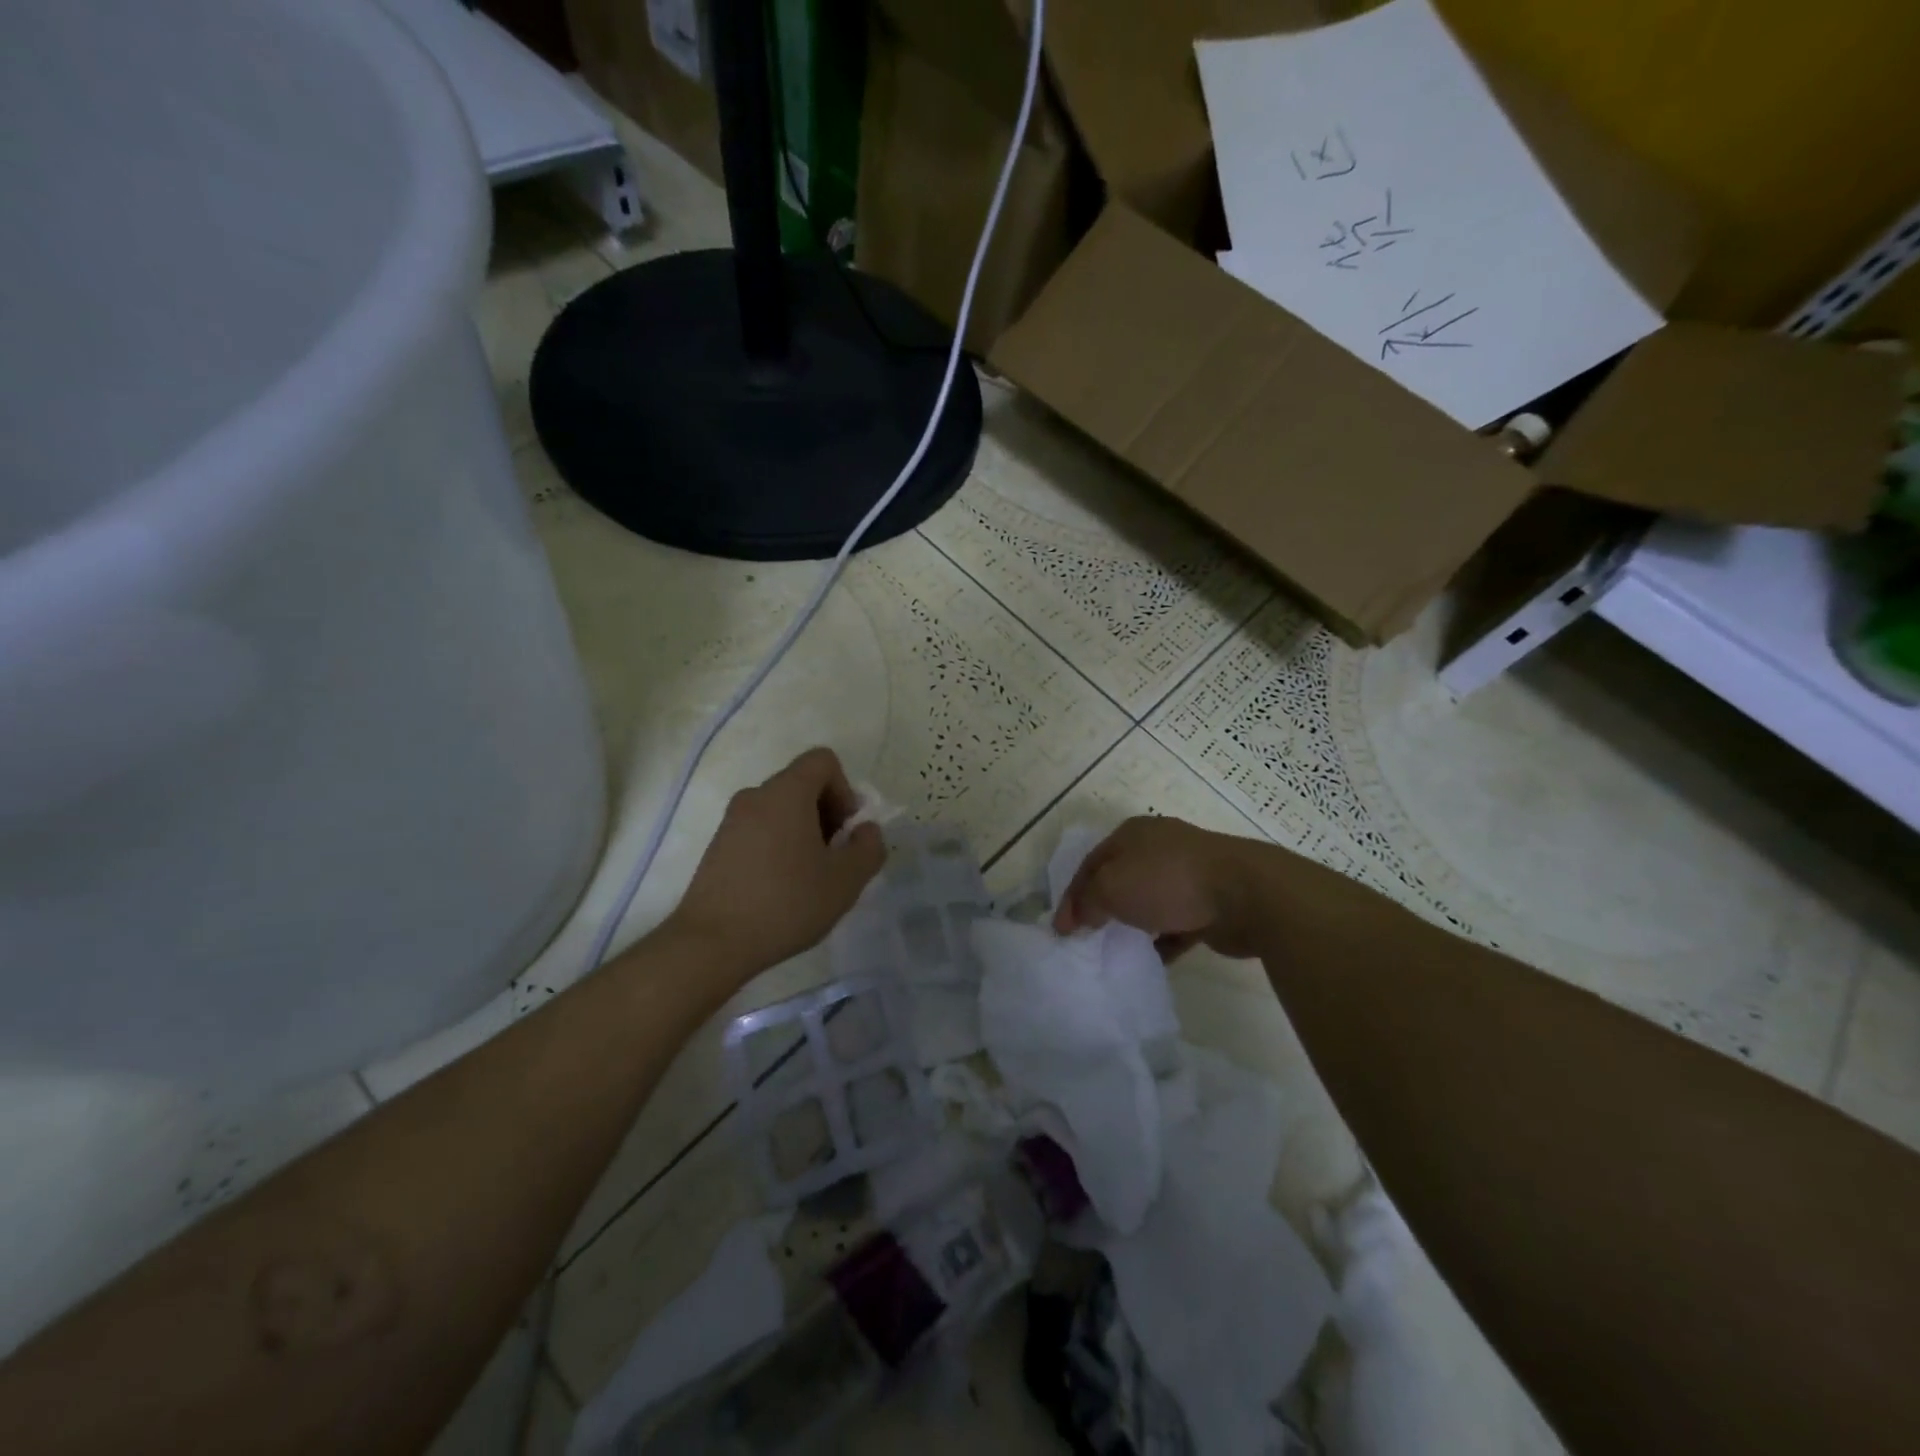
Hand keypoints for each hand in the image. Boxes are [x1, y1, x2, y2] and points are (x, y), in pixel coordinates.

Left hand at [669, 748, 885, 981]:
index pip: (823, 760)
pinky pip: (760, 831)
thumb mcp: (846, 880)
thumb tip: (865, 830)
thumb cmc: (786, 903)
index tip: (844, 832)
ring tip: (808, 879)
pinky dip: (778, 847)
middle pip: (802, 785)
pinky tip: (781, 889)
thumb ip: (869, 847)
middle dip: (827, 814)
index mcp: (786, 792)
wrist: (711, 942)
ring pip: (781, 810)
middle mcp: (756, 795)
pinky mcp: (718, 846)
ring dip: (804, 833)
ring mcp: (732, 821)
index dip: (845, 790)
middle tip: (833, 859)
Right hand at [1054, 816, 1257, 958]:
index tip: (1062, 930)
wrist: (1245, 894)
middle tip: (1087, 937)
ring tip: (1116, 949)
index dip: (1072, 895)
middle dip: (1102, 907)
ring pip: (1149, 900)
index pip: (1090, 863)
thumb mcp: (1111, 887)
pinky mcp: (1210, 902)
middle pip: (1119, 878)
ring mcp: (1188, 873)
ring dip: (1133, 923)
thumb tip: (1080, 917)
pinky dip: (1163, 940)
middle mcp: (1159, 847)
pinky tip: (1152, 959)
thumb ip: (1088, 902)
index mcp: (1132, 833)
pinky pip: (1177, 923)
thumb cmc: (1168, 881)